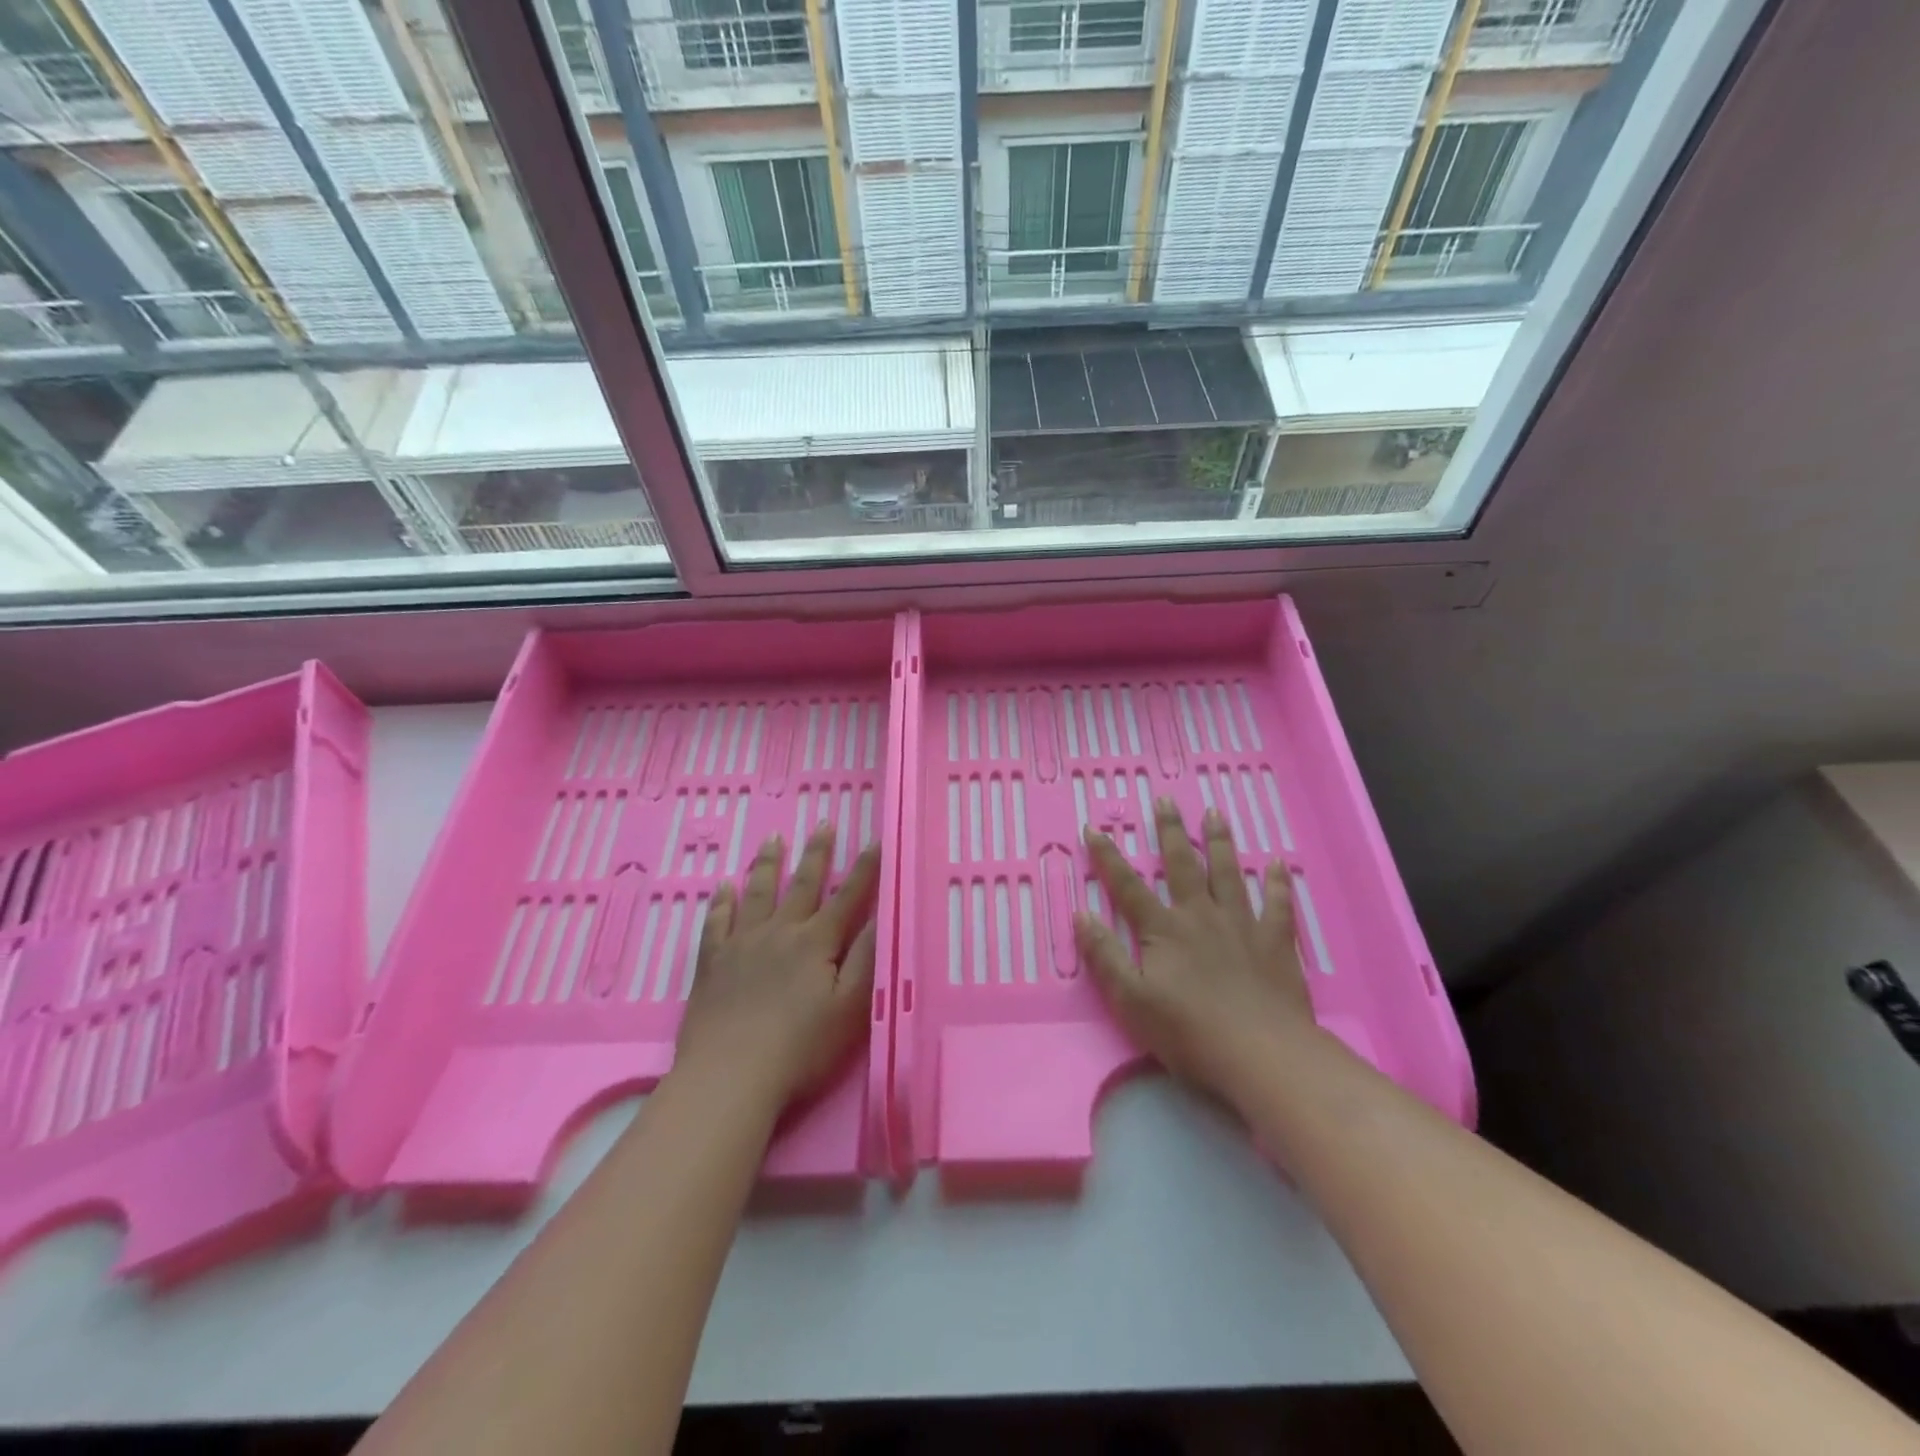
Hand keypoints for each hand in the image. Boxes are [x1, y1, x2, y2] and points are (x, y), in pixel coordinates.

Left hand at [675, 825, 878, 1110]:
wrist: (729, 1076)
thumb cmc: (800, 1048)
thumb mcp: (850, 1007)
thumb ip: (866, 958)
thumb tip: (883, 915)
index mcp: (816, 942)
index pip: (848, 896)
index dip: (865, 869)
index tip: (876, 839)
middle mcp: (779, 932)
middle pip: (802, 885)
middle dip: (817, 853)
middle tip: (822, 823)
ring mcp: (741, 945)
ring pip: (758, 893)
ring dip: (768, 864)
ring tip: (773, 839)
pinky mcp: (712, 964)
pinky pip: (717, 922)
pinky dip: (722, 902)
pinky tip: (724, 887)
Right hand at [1076, 799, 1312, 1104]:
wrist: (1260, 1054)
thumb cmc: (1188, 1031)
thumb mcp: (1130, 1000)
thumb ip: (1104, 956)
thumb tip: (1081, 915)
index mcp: (1163, 929)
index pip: (1127, 886)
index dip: (1107, 857)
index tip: (1093, 828)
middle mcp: (1201, 915)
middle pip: (1183, 865)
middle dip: (1170, 832)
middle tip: (1165, 801)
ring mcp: (1241, 925)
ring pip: (1229, 873)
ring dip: (1220, 842)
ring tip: (1215, 814)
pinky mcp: (1275, 942)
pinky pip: (1278, 905)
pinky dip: (1279, 883)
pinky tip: (1280, 863)